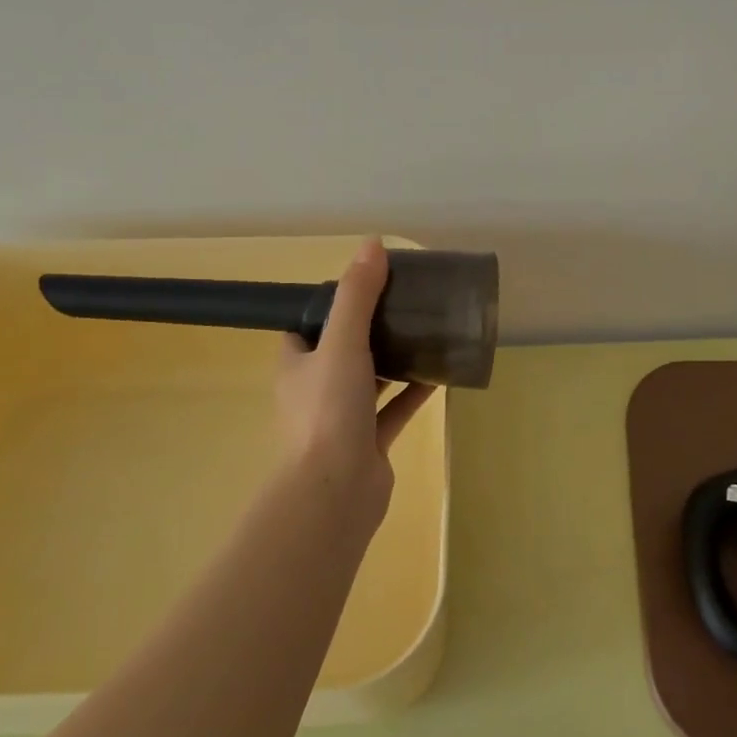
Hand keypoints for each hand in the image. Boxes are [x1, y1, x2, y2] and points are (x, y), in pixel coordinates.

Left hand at [275, 239, 435, 515]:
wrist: (335, 492)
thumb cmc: (328, 412)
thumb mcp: (342, 343)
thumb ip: (358, 296)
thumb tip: (372, 245)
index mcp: (297, 365)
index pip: (307, 327)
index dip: (329, 306)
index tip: (363, 287)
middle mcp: (315, 391)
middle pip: (342, 351)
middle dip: (369, 330)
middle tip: (403, 305)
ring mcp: (342, 420)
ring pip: (370, 381)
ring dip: (393, 360)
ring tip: (424, 332)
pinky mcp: (369, 443)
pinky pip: (393, 410)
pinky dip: (412, 393)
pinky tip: (438, 374)